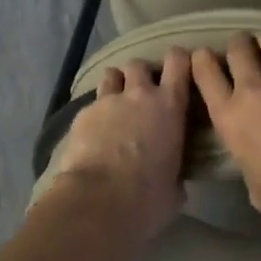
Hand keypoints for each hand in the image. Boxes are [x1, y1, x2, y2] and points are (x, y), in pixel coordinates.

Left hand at [46, 48, 191, 241]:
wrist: (100, 200)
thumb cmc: (148, 196)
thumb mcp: (175, 186)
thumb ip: (175, 170)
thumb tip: (172, 179)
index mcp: (169, 106)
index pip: (178, 63)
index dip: (178, 60)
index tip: (179, 66)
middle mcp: (139, 95)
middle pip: (138, 65)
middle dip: (140, 75)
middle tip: (141, 93)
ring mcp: (107, 101)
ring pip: (111, 75)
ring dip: (115, 86)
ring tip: (115, 105)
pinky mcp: (82, 114)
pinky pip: (91, 104)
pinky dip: (95, 114)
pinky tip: (93, 133)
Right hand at [191, 33, 260, 239]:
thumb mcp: (252, 185)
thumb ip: (247, 158)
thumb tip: (254, 154)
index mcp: (230, 118)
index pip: (205, 73)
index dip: (202, 59)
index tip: (204, 56)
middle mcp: (254, 91)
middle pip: (238, 48)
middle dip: (239, 45)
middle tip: (245, 50)